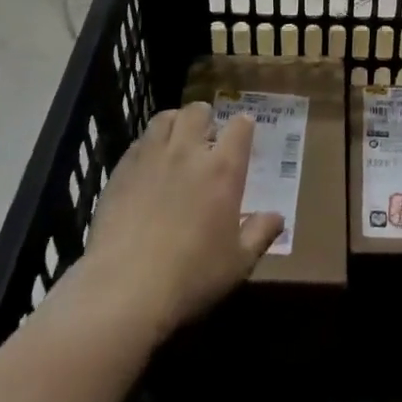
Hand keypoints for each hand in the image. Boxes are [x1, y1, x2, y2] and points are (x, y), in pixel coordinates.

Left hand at [78, 103, 282, 339]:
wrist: (124, 290)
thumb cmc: (191, 277)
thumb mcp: (238, 263)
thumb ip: (260, 234)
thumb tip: (278, 217)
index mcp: (222, 169)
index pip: (240, 127)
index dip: (244, 126)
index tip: (244, 134)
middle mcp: (188, 151)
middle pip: (198, 111)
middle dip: (206, 118)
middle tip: (206, 137)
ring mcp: (151, 157)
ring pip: (165, 118)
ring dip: (175, 123)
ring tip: (176, 142)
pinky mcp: (122, 169)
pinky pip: (138, 142)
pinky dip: (147, 146)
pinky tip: (147, 167)